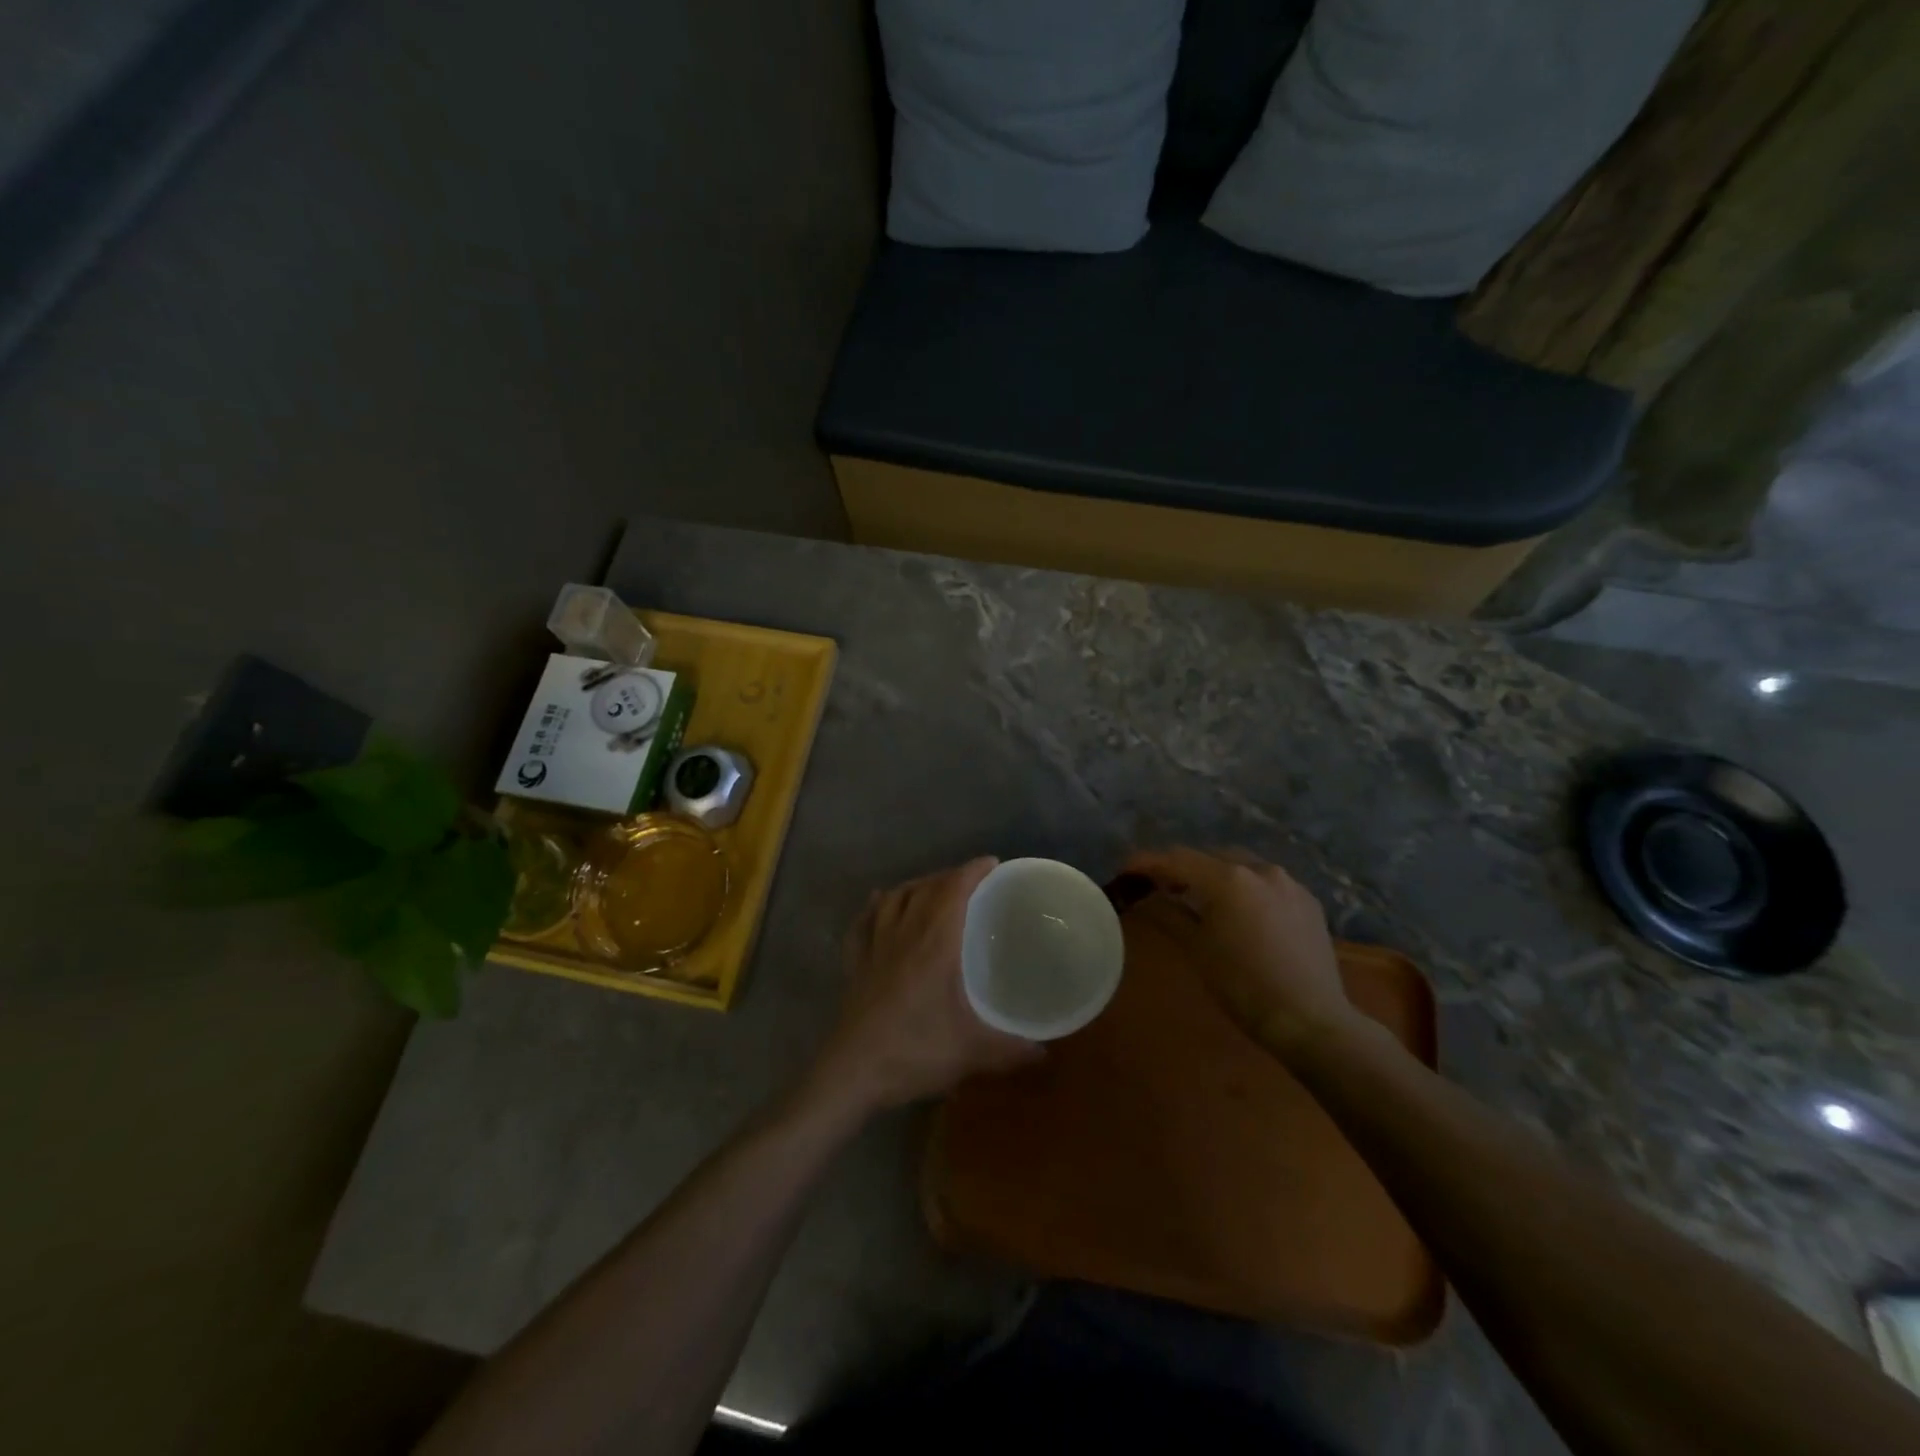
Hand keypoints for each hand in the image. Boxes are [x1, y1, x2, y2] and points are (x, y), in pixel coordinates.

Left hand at [805, 858, 1041, 1118]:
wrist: (852, 1073)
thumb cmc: (914, 1052)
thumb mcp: (971, 1052)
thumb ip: (1011, 1049)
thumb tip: (1045, 1051)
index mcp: (934, 944)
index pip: (954, 891)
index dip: (972, 871)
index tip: (992, 863)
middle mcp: (904, 934)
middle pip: (926, 889)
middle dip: (950, 876)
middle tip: (971, 881)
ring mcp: (874, 946)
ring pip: (895, 898)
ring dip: (916, 885)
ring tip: (932, 888)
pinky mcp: (855, 963)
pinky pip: (864, 921)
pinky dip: (876, 905)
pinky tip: (880, 902)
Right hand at [1123, 847, 1359, 1058]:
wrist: (1311, 1020)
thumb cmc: (1244, 986)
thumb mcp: (1197, 950)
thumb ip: (1168, 914)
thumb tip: (1147, 898)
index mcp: (1228, 879)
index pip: (1176, 859)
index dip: (1147, 862)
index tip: (1125, 868)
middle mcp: (1260, 869)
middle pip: (1208, 856)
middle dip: (1182, 867)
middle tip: (1160, 887)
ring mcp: (1288, 883)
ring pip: (1240, 865)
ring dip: (1215, 874)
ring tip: (1199, 897)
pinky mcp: (1307, 901)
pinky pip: (1266, 882)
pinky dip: (1244, 887)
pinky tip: (1239, 911)